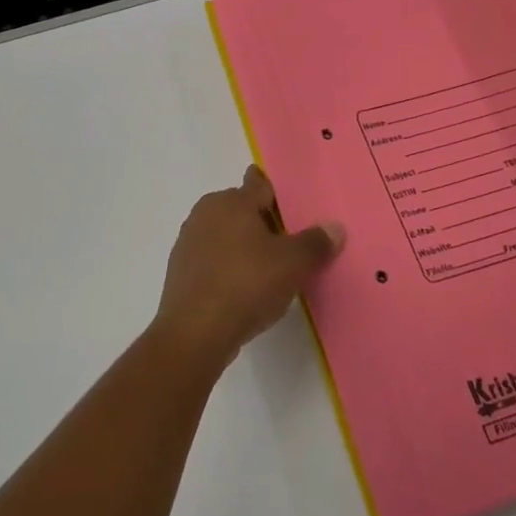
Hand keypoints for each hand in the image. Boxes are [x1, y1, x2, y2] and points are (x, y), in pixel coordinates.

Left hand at [155, 166, 344, 369]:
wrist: (195, 331)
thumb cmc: (247, 284)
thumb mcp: (293, 264)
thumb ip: (316, 242)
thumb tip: (335, 227)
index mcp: (233, 201)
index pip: (259, 184)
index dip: (276, 193)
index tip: (291, 205)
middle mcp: (207, 212)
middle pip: (241, 209)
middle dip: (262, 221)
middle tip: (288, 244)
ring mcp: (189, 241)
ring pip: (225, 234)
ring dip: (244, 246)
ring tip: (268, 270)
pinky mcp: (180, 269)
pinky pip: (212, 259)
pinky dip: (227, 267)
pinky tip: (243, 289)